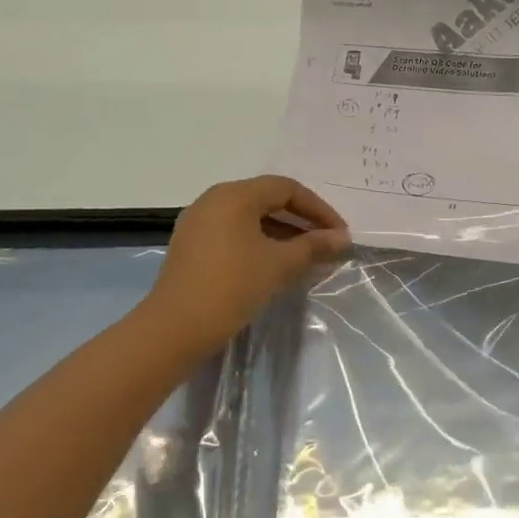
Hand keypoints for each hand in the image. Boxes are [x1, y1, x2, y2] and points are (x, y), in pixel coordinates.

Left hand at [142, 176, 350, 354]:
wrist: (175, 328)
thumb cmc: (232, 287)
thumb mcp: (280, 264)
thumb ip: (314, 246)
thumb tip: (342, 237)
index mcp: (234, 195)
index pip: (287, 189)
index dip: (318, 209)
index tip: (339, 234)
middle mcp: (213, 200)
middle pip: (267, 199)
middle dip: (301, 219)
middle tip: (326, 243)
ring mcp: (198, 222)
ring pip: (250, 217)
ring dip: (282, 232)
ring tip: (305, 256)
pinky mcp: (191, 245)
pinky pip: (233, 232)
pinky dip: (259, 241)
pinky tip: (274, 263)